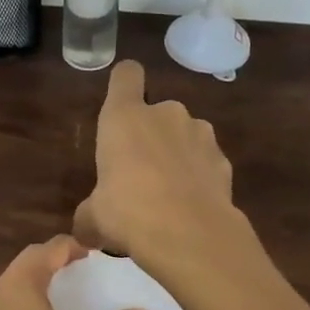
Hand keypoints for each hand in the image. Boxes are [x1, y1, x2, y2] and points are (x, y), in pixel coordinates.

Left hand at [0, 236, 153, 309]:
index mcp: (24, 280)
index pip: (52, 247)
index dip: (76, 245)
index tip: (96, 254)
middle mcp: (0, 286)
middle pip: (30, 258)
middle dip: (55, 257)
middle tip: (80, 266)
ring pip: (14, 279)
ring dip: (36, 277)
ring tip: (59, 290)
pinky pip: (4, 300)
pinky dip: (21, 298)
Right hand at [72, 60, 237, 265]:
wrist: (189, 235)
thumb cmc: (128, 213)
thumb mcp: (93, 218)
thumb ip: (89, 214)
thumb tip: (85, 230)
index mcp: (124, 117)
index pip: (126, 75)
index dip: (124, 83)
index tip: (122, 102)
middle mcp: (165, 114)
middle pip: (158, 112)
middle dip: (152, 136)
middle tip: (141, 175)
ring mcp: (200, 134)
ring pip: (185, 136)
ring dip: (178, 156)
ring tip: (170, 195)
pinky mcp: (224, 160)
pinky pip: (206, 162)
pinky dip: (200, 178)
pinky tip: (193, 207)